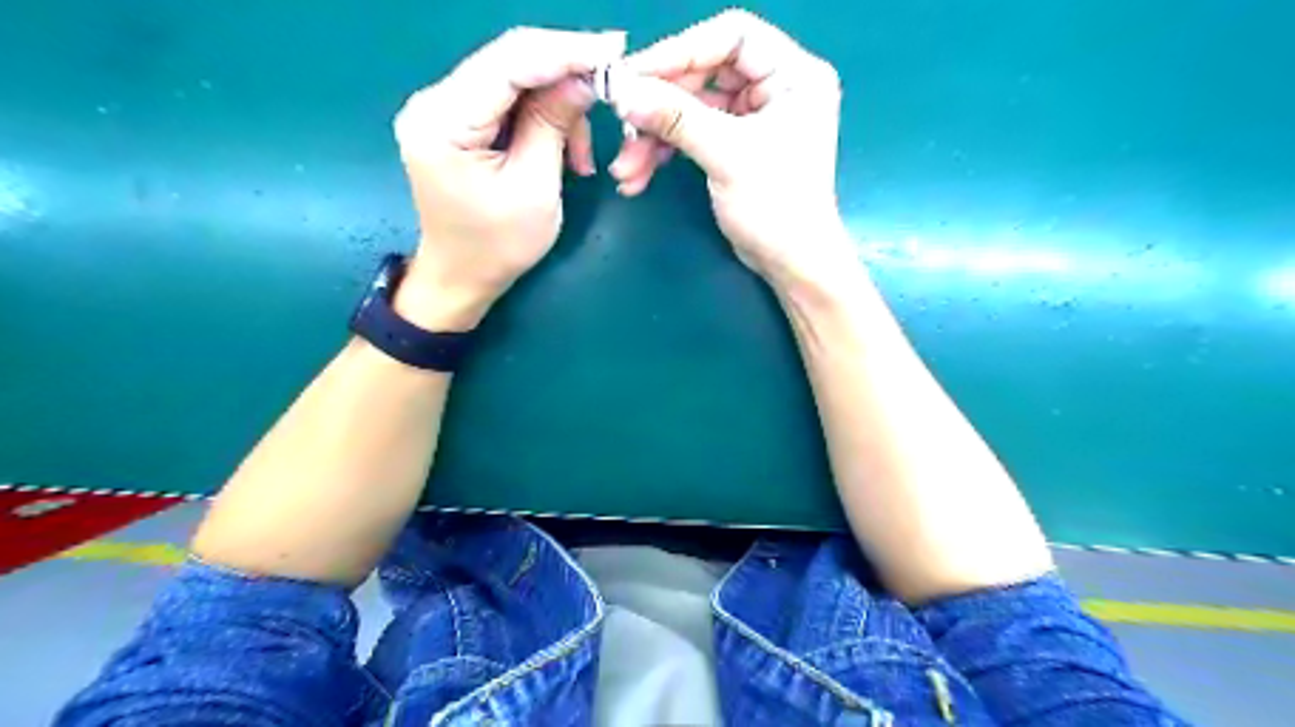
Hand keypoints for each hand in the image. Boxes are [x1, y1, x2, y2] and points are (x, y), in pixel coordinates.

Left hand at [395, 29, 627, 330]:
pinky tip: (563, 152)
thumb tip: (585, 78)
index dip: (564, 51)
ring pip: (514, 80)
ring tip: (581, 158)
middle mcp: (434, 102)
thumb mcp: (535, 187)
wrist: (462, 276)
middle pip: (509, 62)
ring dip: (557, 107)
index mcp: (443, 121)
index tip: (614, 48)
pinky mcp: (458, 121)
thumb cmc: (498, 246)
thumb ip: (554, 125)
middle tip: (612, 82)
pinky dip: (542, 119)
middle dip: (565, 72)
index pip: (508, 63)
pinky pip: (508, 101)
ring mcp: (443, 109)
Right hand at [610, 10, 858, 288]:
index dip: (681, 51)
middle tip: (624, 124)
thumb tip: (622, 90)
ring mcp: (754, 119)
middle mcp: (775, 88)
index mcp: (792, 75)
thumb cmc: (776, 206)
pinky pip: (693, 136)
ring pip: (691, 110)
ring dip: (655, 138)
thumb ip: (675, 118)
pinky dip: (665, 154)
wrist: (791, 264)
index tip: (636, 75)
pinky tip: (638, 176)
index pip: (732, 37)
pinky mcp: (736, 146)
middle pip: (704, 74)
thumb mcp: (727, 155)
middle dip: (660, 106)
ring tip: (626, 168)